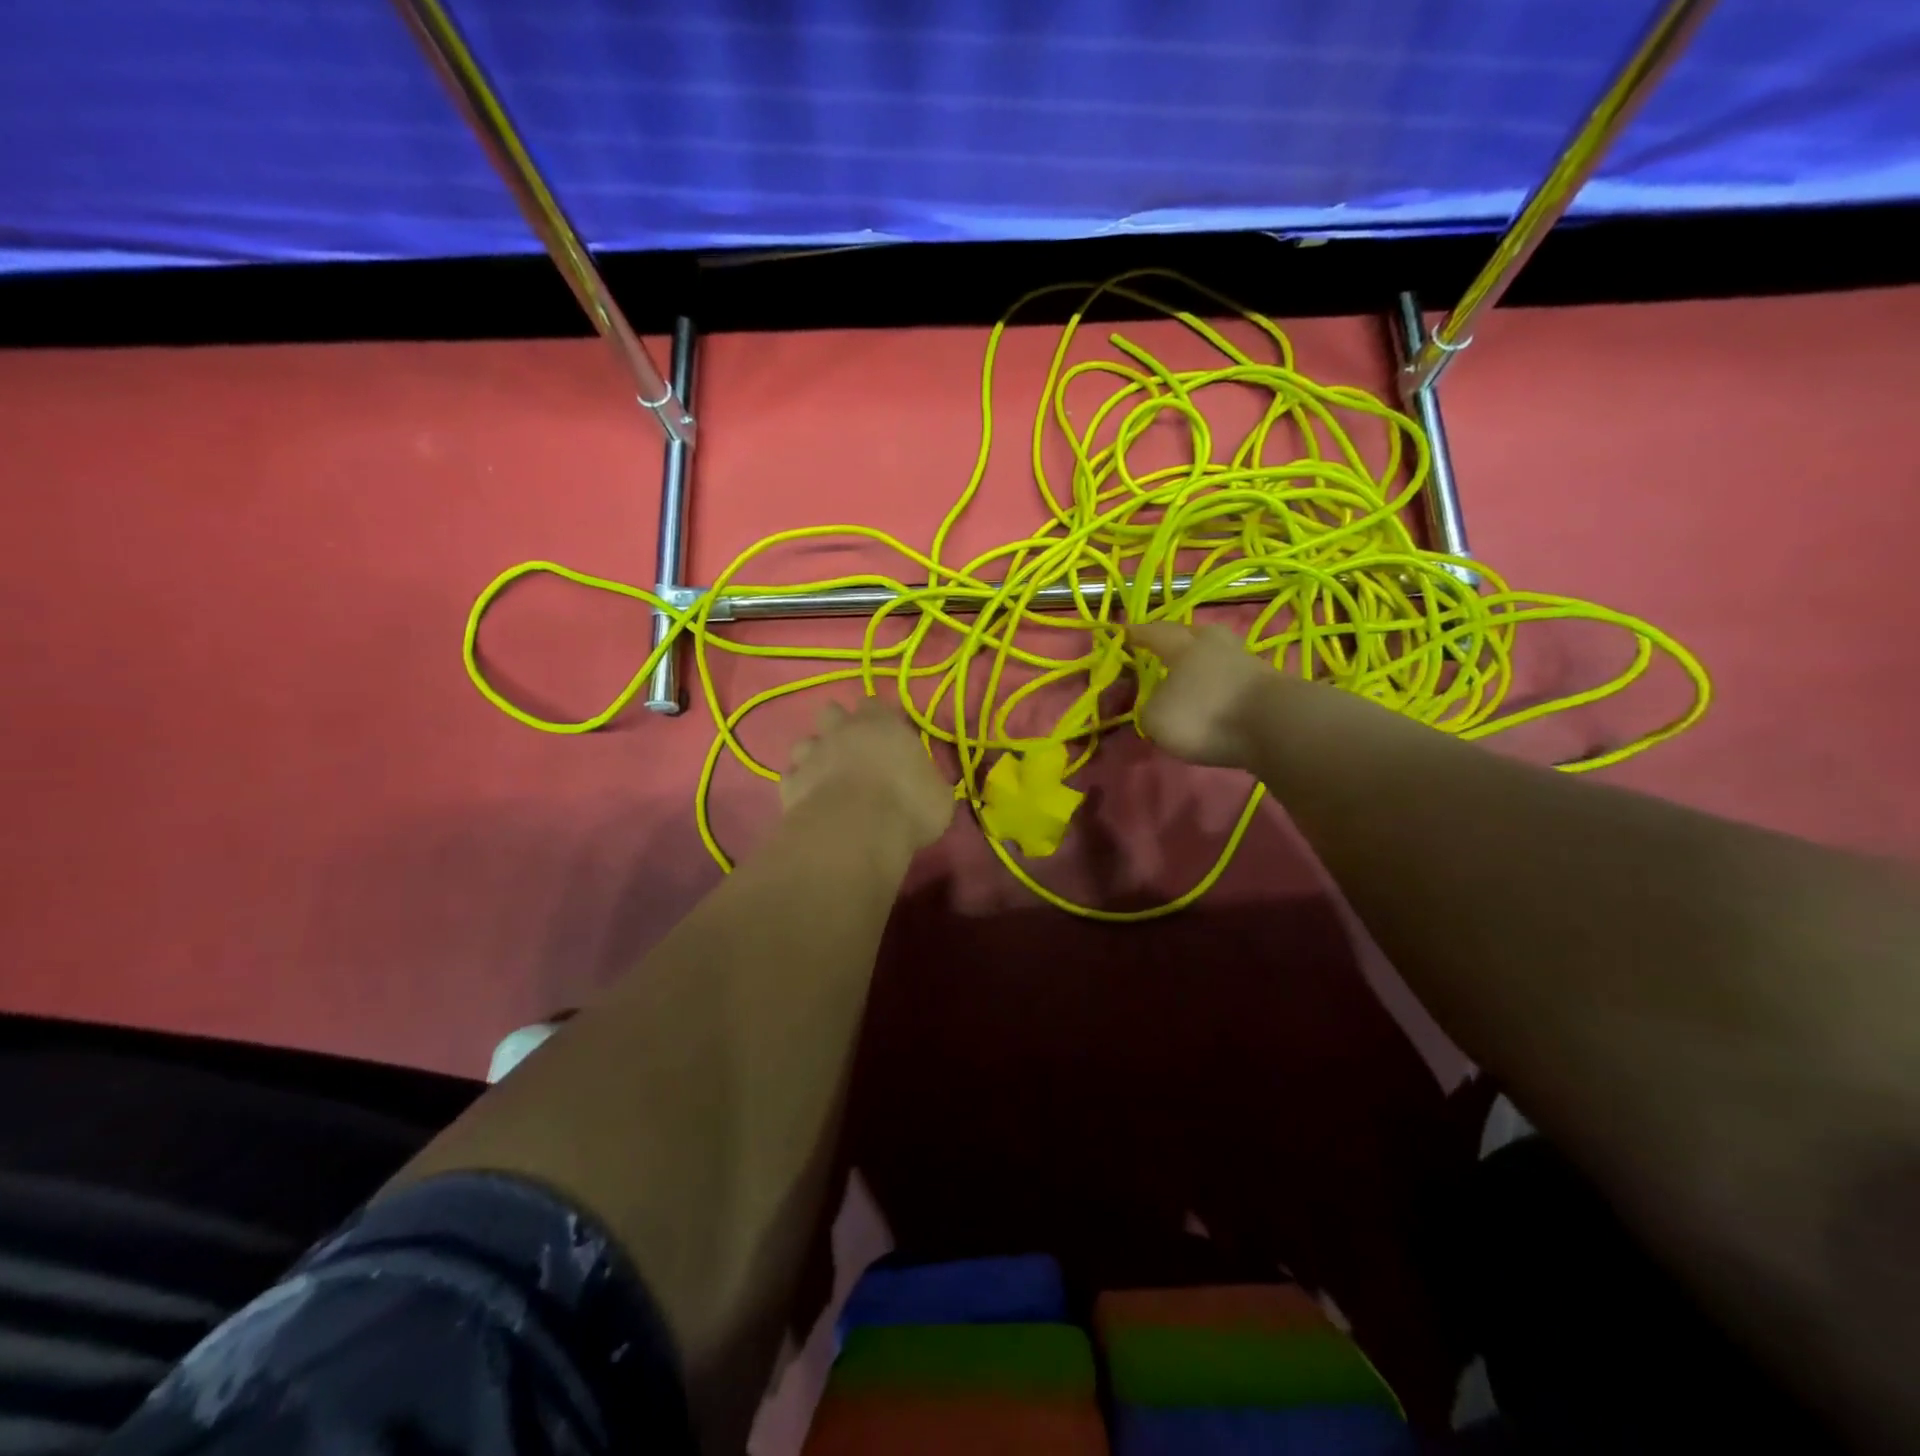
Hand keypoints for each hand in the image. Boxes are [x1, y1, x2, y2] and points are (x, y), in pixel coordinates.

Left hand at [782, 698, 954, 852]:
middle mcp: (842, 732)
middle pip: (830, 712)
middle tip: (851, 749)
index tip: (884, 731)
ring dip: (814, 756)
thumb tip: (927, 786)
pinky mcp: (790, 785)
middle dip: (837, 725)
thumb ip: (927, 781)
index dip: (876, 715)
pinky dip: (799, 787)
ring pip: (804, 744)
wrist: (857, 830)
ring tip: (826, 776)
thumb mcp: (938, 796)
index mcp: (882, 724)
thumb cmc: (908, 805)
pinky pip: (791, 778)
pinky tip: (810, 801)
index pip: (873, 703)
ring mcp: (811, 757)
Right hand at [1128, 621, 1285, 771]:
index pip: (1155, 634)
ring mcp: (1247, 662)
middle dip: (1179, 639)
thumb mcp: (1158, 718)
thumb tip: (1159, 702)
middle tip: (1168, 647)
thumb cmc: (1205, 714)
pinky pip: (1235, 677)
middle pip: (1195, 634)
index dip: (1138, 634)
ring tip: (1193, 676)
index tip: (1125, 632)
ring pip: (1219, 654)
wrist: (1275, 725)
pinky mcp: (1268, 684)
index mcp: (1183, 647)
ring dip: (1205, 662)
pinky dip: (1223, 684)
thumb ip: (1150, 707)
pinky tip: (1217, 696)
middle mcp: (1215, 646)